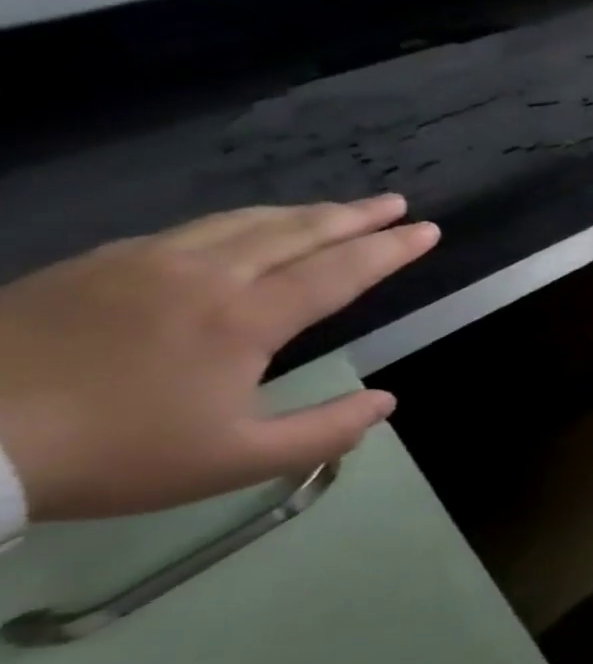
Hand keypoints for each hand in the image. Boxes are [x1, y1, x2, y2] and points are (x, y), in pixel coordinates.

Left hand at [0, 197, 439, 522]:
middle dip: (354, 215)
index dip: (390, 250)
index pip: (339, 271)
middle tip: (395, 203)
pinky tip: (242, 230)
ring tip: (335, 210)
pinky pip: (188, 230)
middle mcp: (205, 275)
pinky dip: (238, 223)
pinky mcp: (93, 266)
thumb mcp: (235, 461)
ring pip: (241, 221)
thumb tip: (385, 402)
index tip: (428, 230)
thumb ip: (324, 432)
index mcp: (246, 319)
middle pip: (296, 231)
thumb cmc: (111, 452)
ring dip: (300, 212)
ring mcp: (144, 263)